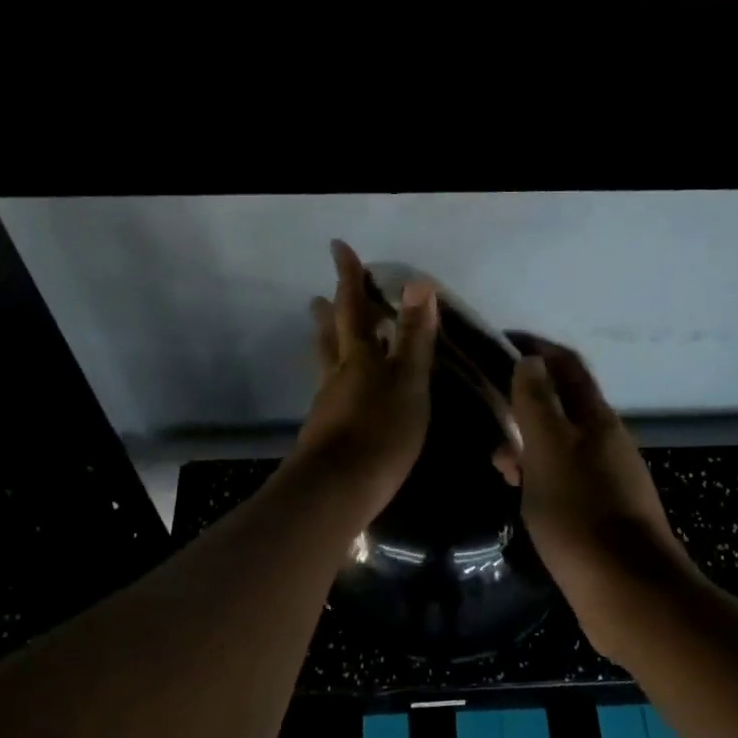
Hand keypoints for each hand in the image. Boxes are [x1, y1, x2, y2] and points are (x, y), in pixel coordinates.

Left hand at [290, 240, 437, 518]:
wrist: (338, 489)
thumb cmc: (381, 430)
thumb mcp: (408, 381)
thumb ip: (413, 337)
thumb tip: (419, 283)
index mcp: (358, 357)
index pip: (353, 308)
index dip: (348, 278)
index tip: (338, 249)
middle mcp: (337, 375)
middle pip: (331, 336)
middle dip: (329, 313)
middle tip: (318, 297)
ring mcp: (327, 405)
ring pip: (326, 366)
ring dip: (326, 346)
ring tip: (324, 336)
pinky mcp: (326, 434)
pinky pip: (331, 394)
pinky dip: (336, 382)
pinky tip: (341, 394)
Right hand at [502, 334, 699, 654]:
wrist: (627, 591)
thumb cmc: (580, 514)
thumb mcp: (548, 451)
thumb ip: (536, 404)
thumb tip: (530, 360)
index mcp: (597, 420)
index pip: (566, 366)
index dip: (535, 348)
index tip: (499, 343)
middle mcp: (607, 443)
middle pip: (564, 405)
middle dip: (525, 401)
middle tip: (488, 414)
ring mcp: (608, 479)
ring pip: (561, 446)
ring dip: (528, 444)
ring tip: (498, 465)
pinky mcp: (602, 513)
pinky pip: (564, 479)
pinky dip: (539, 476)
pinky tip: (521, 496)